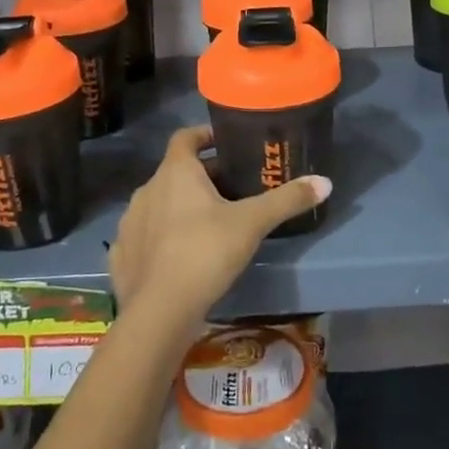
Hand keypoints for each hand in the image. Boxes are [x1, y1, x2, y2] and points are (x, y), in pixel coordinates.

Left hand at [110, 125, 331, 342]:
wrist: (158, 312)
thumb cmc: (205, 252)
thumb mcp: (252, 224)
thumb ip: (287, 200)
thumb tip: (326, 182)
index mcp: (176, 172)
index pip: (185, 137)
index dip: (205, 135)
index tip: (226, 142)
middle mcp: (147, 189)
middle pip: (176, 171)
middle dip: (203, 176)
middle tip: (233, 189)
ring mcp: (130, 223)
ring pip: (159, 203)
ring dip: (180, 206)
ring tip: (209, 222)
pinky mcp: (122, 255)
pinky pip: (144, 235)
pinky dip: (161, 236)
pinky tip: (178, 254)